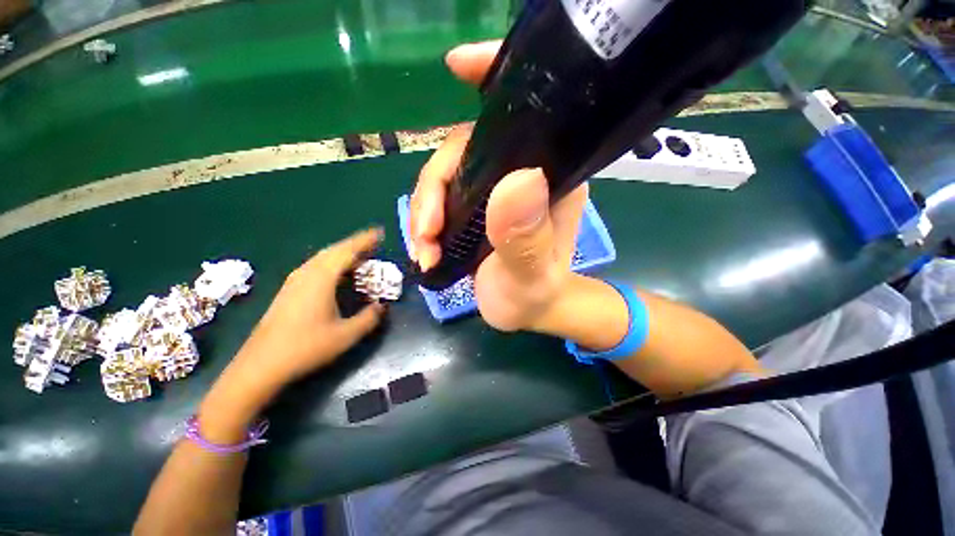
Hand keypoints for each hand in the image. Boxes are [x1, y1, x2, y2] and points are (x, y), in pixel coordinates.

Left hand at [199, 229, 386, 440]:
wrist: (260, 366)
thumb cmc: (306, 347)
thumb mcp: (347, 335)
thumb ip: (370, 318)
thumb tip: (382, 306)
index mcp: (321, 279)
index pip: (347, 251)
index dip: (365, 241)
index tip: (380, 233)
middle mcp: (306, 273)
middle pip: (334, 250)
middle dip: (355, 244)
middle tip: (374, 244)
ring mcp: (294, 281)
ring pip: (322, 257)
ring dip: (342, 253)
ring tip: (360, 256)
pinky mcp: (289, 290)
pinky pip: (315, 266)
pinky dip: (331, 262)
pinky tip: (337, 273)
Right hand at [410, 41, 587, 330]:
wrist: (527, 312)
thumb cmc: (536, 296)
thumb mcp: (531, 275)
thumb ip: (526, 237)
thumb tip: (518, 180)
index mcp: (549, 178)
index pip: (523, 118)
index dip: (491, 81)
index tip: (456, 65)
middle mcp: (522, 174)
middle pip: (463, 152)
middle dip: (434, 190)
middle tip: (426, 233)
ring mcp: (493, 191)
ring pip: (445, 178)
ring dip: (424, 214)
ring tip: (424, 251)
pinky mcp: (474, 208)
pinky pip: (439, 201)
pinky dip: (424, 225)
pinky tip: (424, 251)